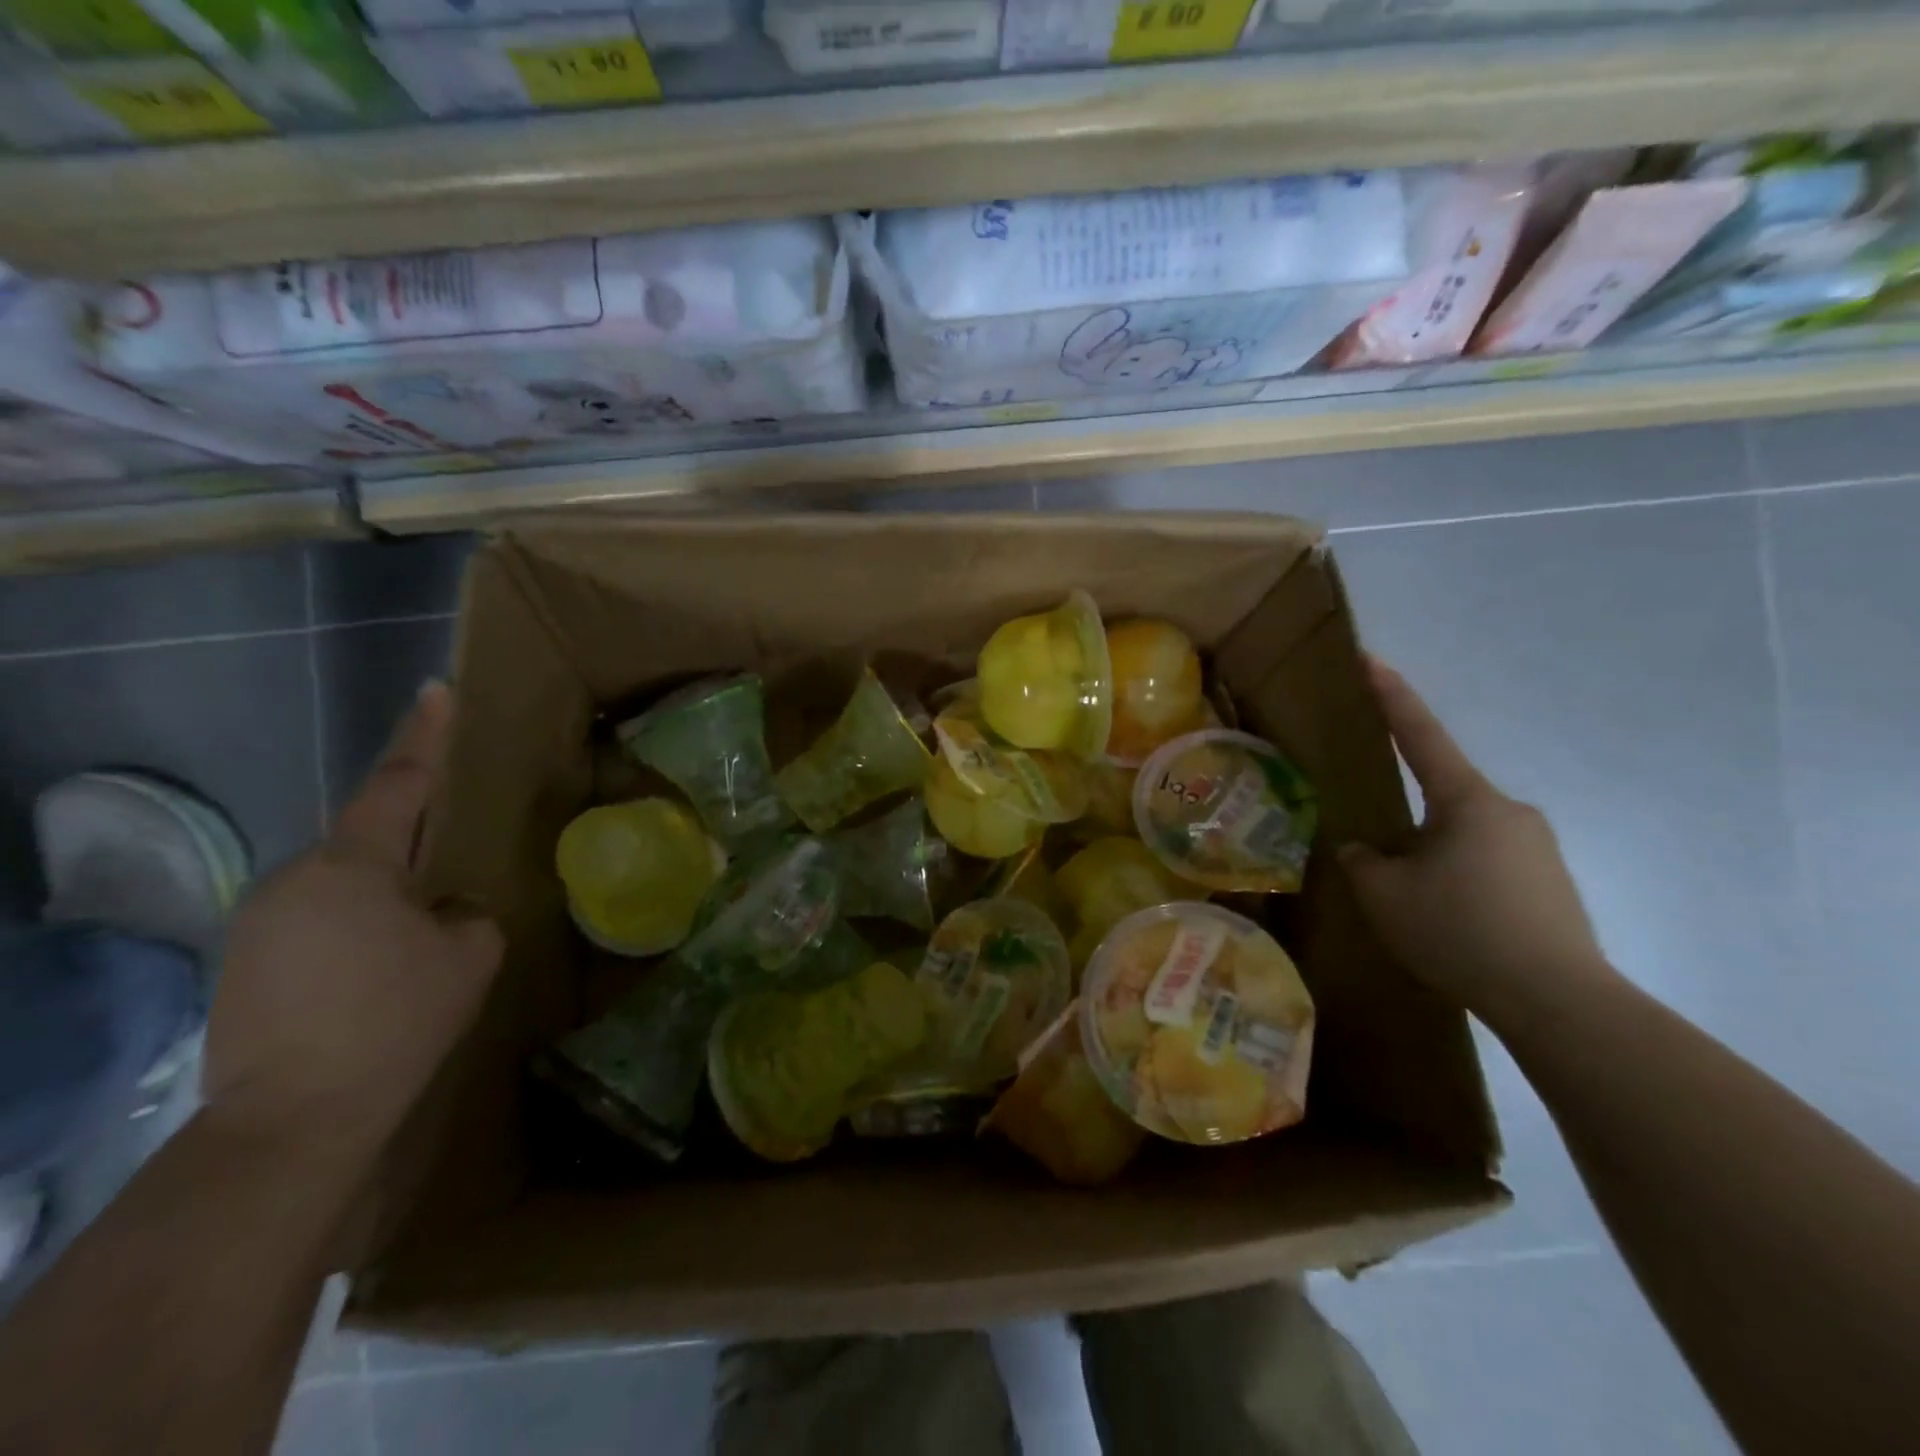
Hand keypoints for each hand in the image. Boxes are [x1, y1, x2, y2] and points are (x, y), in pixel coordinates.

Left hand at [204, 683, 503, 1166]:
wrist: (294, 1119)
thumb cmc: (396, 1019)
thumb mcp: (470, 953)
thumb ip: (467, 911)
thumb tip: (446, 908)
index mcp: (354, 864)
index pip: (399, 783)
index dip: (425, 735)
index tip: (437, 691)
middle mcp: (295, 878)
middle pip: (367, 838)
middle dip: (411, 843)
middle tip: (452, 867)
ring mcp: (259, 920)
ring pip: (342, 883)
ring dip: (384, 893)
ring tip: (417, 934)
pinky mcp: (243, 960)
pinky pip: (316, 918)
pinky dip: (354, 926)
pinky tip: (378, 968)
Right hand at [1338, 659, 1614, 1032]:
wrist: (1560, 1001)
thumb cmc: (1459, 930)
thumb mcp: (1384, 895)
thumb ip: (1363, 861)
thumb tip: (1365, 850)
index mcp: (1467, 800)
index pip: (1421, 735)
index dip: (1392, 696)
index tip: (1370, 659)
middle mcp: (1509, 811)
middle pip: (1442, 796)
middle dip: (1406, 818)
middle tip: (1381, 862)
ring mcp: (1537, 847)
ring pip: (1464, 835)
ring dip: (1433, 856)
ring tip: (1415, 905)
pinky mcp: (1552, 883)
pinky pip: (1489, 864)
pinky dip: (1461, 880)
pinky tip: (1451, 922)